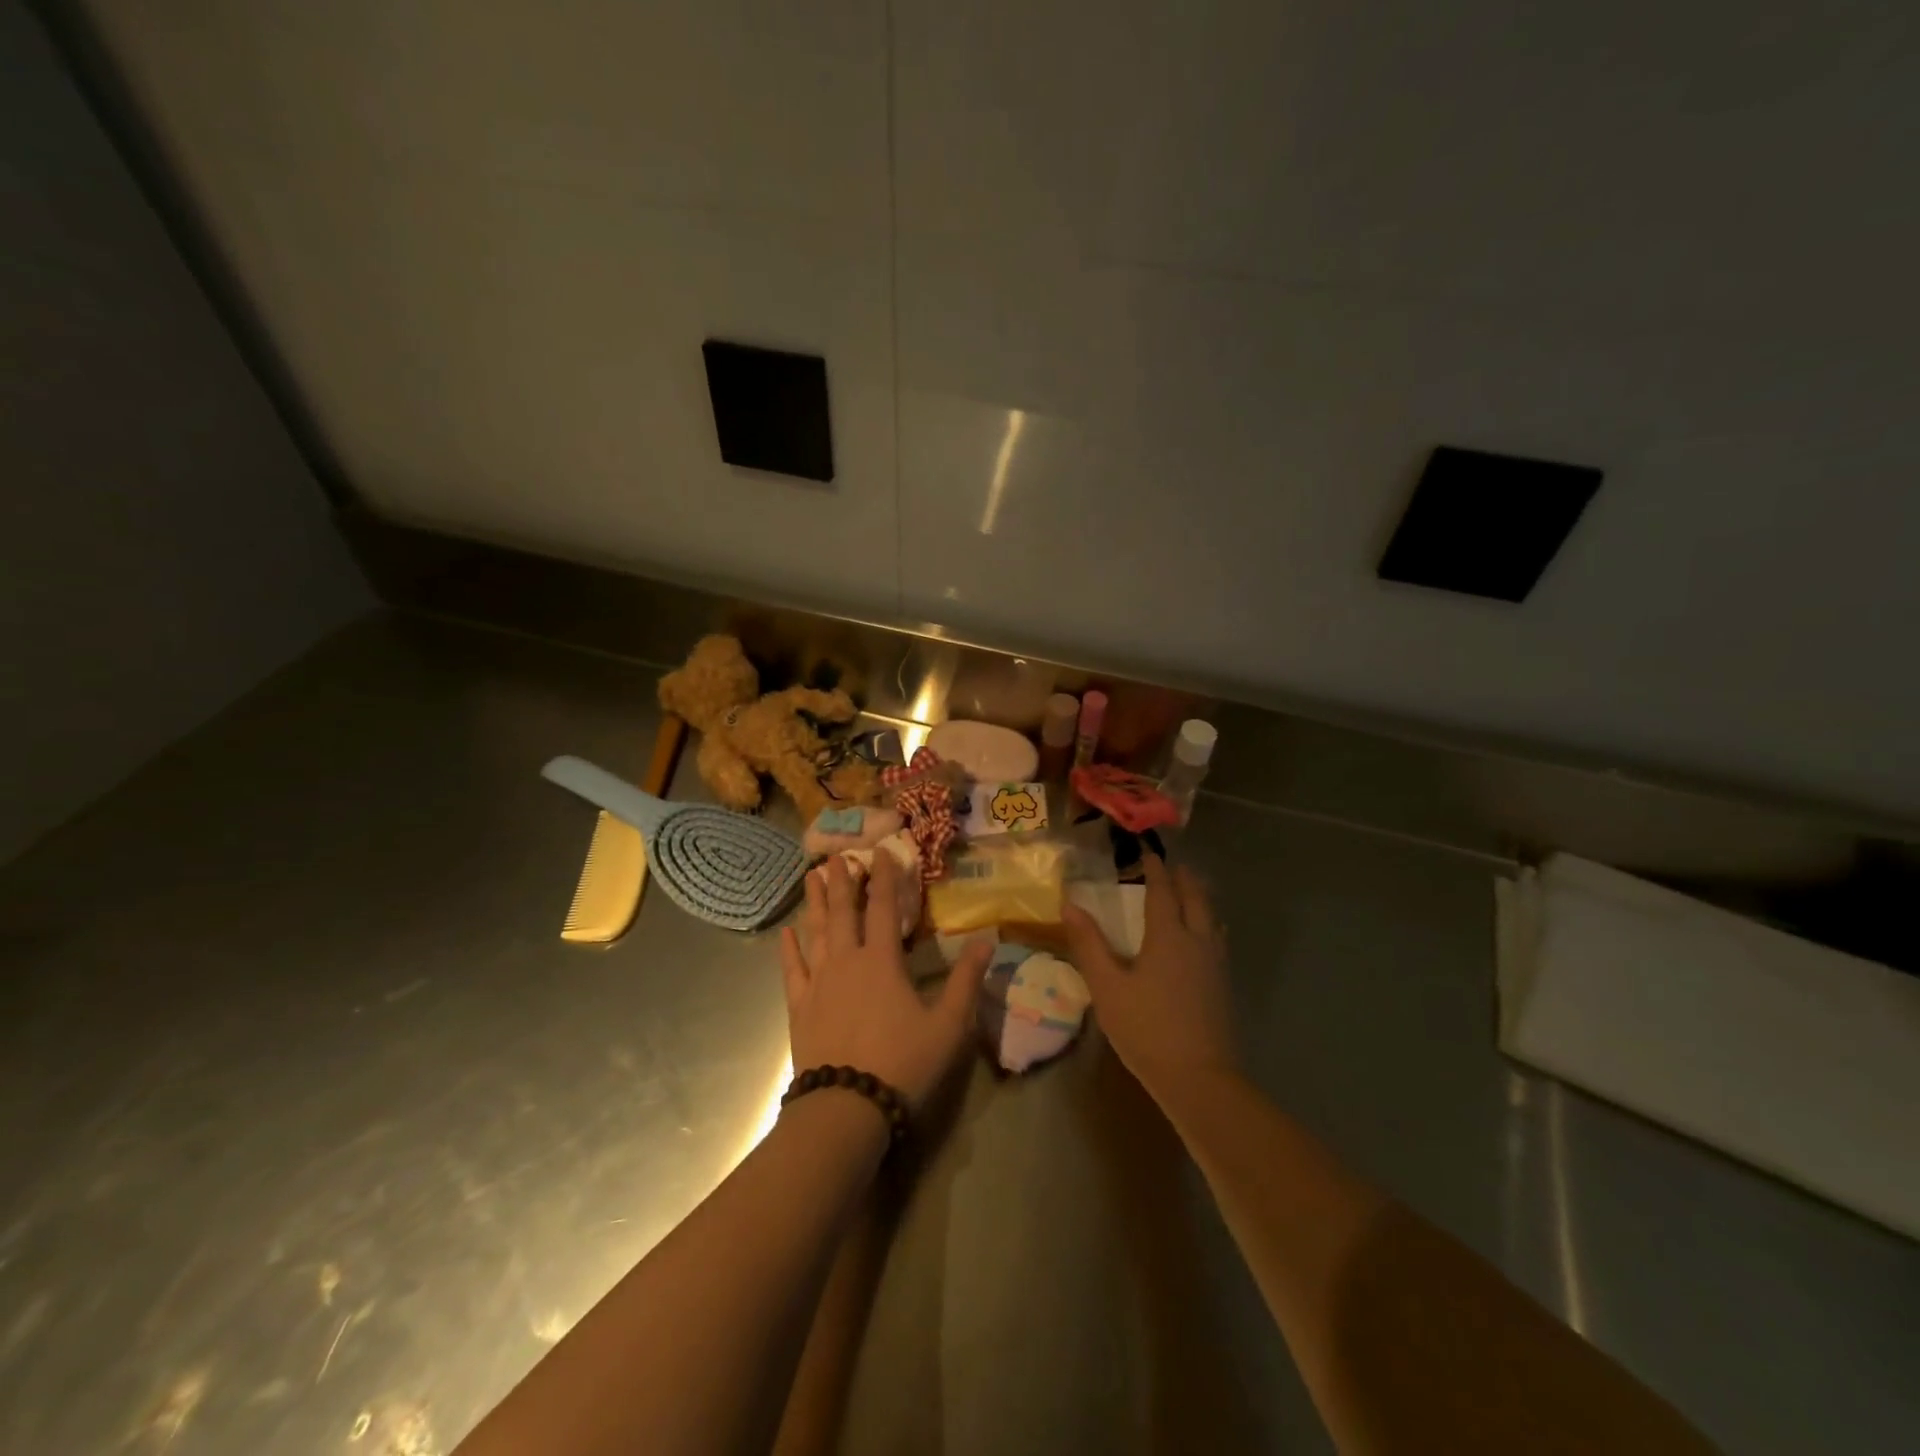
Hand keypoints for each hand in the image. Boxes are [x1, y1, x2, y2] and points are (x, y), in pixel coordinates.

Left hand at [779, 853, 989, 1110]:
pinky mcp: (800, 1007)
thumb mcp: (948, 1025)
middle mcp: (847, 961)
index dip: (884, 877)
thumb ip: (966, 980)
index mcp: (882, 961)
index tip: (881, 850)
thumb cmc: (903, 1063)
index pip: (882, 907)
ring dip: (815, 903)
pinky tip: (786, 933)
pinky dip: (789, 949)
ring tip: (811, 877)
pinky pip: (792, 970)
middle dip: (841, 881)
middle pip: (842, 912)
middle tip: (835, 854)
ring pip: (816, 932)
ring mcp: (819, 983)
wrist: (846, 1107)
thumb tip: (987, 940)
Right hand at [1062, 853, 1236, 1096]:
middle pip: (1196, 898)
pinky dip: (1207, 923)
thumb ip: (1089, 944)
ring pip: (1212, 918)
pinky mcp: (1223, 986)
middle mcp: (1198, 941)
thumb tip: (1070, 904)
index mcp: (1169, 936)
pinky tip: (1201, 938)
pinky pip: (1216, 939)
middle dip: (1184, 878)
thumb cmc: (1147, 1029)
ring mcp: (1215, 964)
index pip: (1163, 891)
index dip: (1155, 869)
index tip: (1147, 852)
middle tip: (1172, 865)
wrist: (1199, 1079)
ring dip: (1199, 899)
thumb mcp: (1107, 987)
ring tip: (1188, 892)